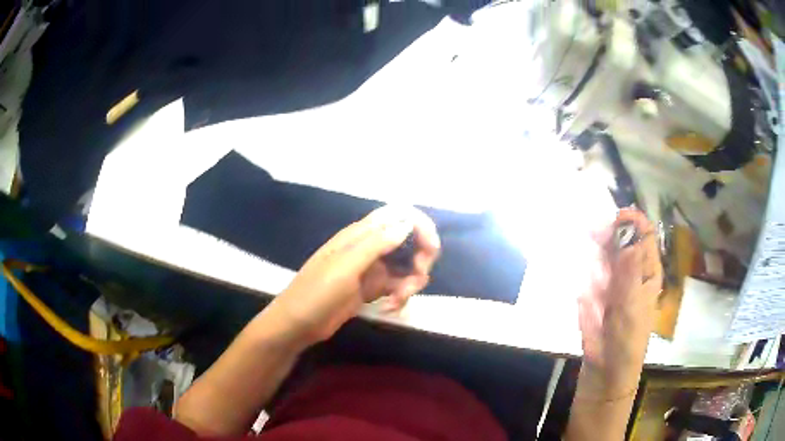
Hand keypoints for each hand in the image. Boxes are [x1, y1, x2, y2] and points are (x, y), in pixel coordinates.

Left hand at [269, 206, 440, 344]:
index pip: (398, 216)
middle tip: (419, 277)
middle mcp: (369, 247)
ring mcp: (371, 269)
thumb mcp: (345, 267)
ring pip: (405, 265)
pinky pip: (397, 285)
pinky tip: (392, 307)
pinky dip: (401, 295)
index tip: (432, 249)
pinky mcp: (371, 289)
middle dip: (420, 257)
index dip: (419, 226)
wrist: (298, 324)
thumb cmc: (316, 292)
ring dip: (411, 281)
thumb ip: (376, 244)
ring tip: (399, 299)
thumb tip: (407, 223)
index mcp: (360, 234)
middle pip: (407, 240)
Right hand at [577, 209, 661, 396]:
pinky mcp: (594, 295)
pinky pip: (588, 276)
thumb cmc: (627, 339)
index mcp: (647, 270)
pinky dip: (585, 281)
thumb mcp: (632, 304)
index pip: (644, 234)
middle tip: (590, 238)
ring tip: (593, 284)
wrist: (605, 371)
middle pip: (620, 240)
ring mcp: (611, 282)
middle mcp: (631, 271)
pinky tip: (586, 299)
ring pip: (602, 255)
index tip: (614, 218)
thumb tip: (628, 229)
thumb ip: (629, 268)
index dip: (632, 221)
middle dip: (606, 236)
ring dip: (594, 259)